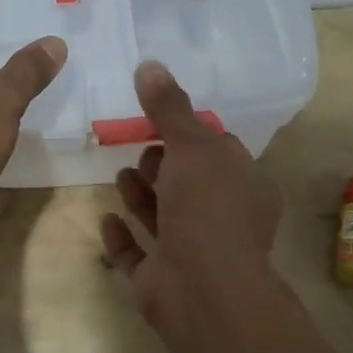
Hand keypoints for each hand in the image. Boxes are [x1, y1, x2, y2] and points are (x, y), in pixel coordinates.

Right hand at [101, 62, 282, 325]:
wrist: (202, 288)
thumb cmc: (207, 208)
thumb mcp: (191, 146)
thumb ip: (169, 107)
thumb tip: (149, 64)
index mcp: (245, 187)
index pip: (218, 151)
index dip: (189, 134)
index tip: (158, 118)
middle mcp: (224, 220)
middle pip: (188, 184)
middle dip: (162, 165)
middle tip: (139, 150)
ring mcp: (193, 253)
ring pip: (164, 219)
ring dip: (142, 197)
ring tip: (120, 177)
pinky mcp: (163, 280)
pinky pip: (139, 256)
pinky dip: (124, 238)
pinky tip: (107, 221)